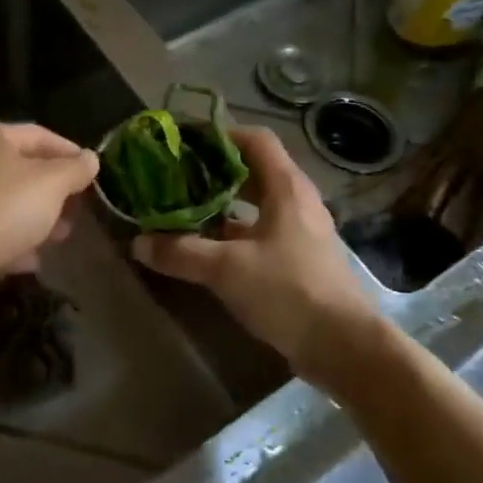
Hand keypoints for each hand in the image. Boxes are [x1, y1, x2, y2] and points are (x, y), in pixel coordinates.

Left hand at [0, 122, 100, 313]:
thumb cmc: (1, 208)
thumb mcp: (51, 184)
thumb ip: (75, 169)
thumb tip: (90, 159)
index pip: (39, 135)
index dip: (69, 152)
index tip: (92, 174)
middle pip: (21, 170)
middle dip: (54, 192)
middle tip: (77, 211)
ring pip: (5, 203)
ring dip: (35, 220)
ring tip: (59, 238)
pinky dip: (11, 242)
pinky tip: (30, 261)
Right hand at [133, 128, 381, 385]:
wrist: (344, 348)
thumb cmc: (289, 292)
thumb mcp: (227, 269)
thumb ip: (181, 252)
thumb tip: (138, 243)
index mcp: (286, 188)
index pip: (255, 139)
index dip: (220, 135)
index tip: (185, 142)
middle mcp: (296, 201)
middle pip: (253, 170)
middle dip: (214, 170)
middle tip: (177, 175)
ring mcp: (301, 231)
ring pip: (256, 204)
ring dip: (222, 204)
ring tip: (184, 208)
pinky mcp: (299, 260)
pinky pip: (261, 232)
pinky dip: (233, 233)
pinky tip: (207, 247)